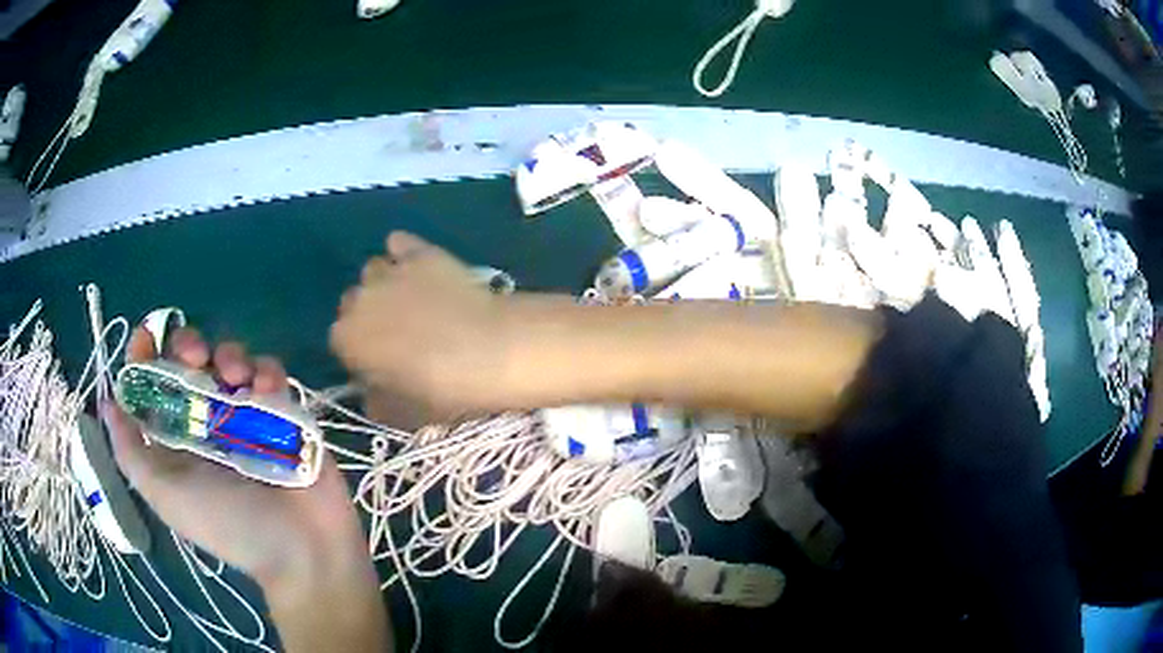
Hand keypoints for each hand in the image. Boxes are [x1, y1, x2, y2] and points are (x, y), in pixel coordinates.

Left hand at [103, 327, 369, 588]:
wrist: (301, 548)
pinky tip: (267, 390)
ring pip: (230, 359)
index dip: (145, 356)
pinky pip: (270, 373)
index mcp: (176, 438)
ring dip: (230, 355)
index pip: (152, 385)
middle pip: (190, 362)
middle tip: (196, 358)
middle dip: (189, 346)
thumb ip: (131, 453)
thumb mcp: (166, 496)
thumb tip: (107, 404)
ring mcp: (246, 415)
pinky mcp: (282, 412)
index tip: (147, 336)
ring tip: (238, 379)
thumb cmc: (227, 524)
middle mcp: (206, 421)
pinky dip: (266, 371)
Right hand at [330, 232, 513, 417]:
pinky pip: (401, 243)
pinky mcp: (422, 252)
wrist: (493, 351)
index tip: (379, 361)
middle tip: (398, 332)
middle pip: (353, 302)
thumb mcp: (405, 413)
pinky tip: (421, 266)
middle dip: (369, 314)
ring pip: (374, 270)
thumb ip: (379, 404)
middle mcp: (360, 300)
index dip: (359, 350)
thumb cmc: (444, 391)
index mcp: (348, 340)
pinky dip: (405, 252)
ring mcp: (391, 271)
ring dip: (385, 284)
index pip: (340, 341)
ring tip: (414, 299)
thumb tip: (372, 397)